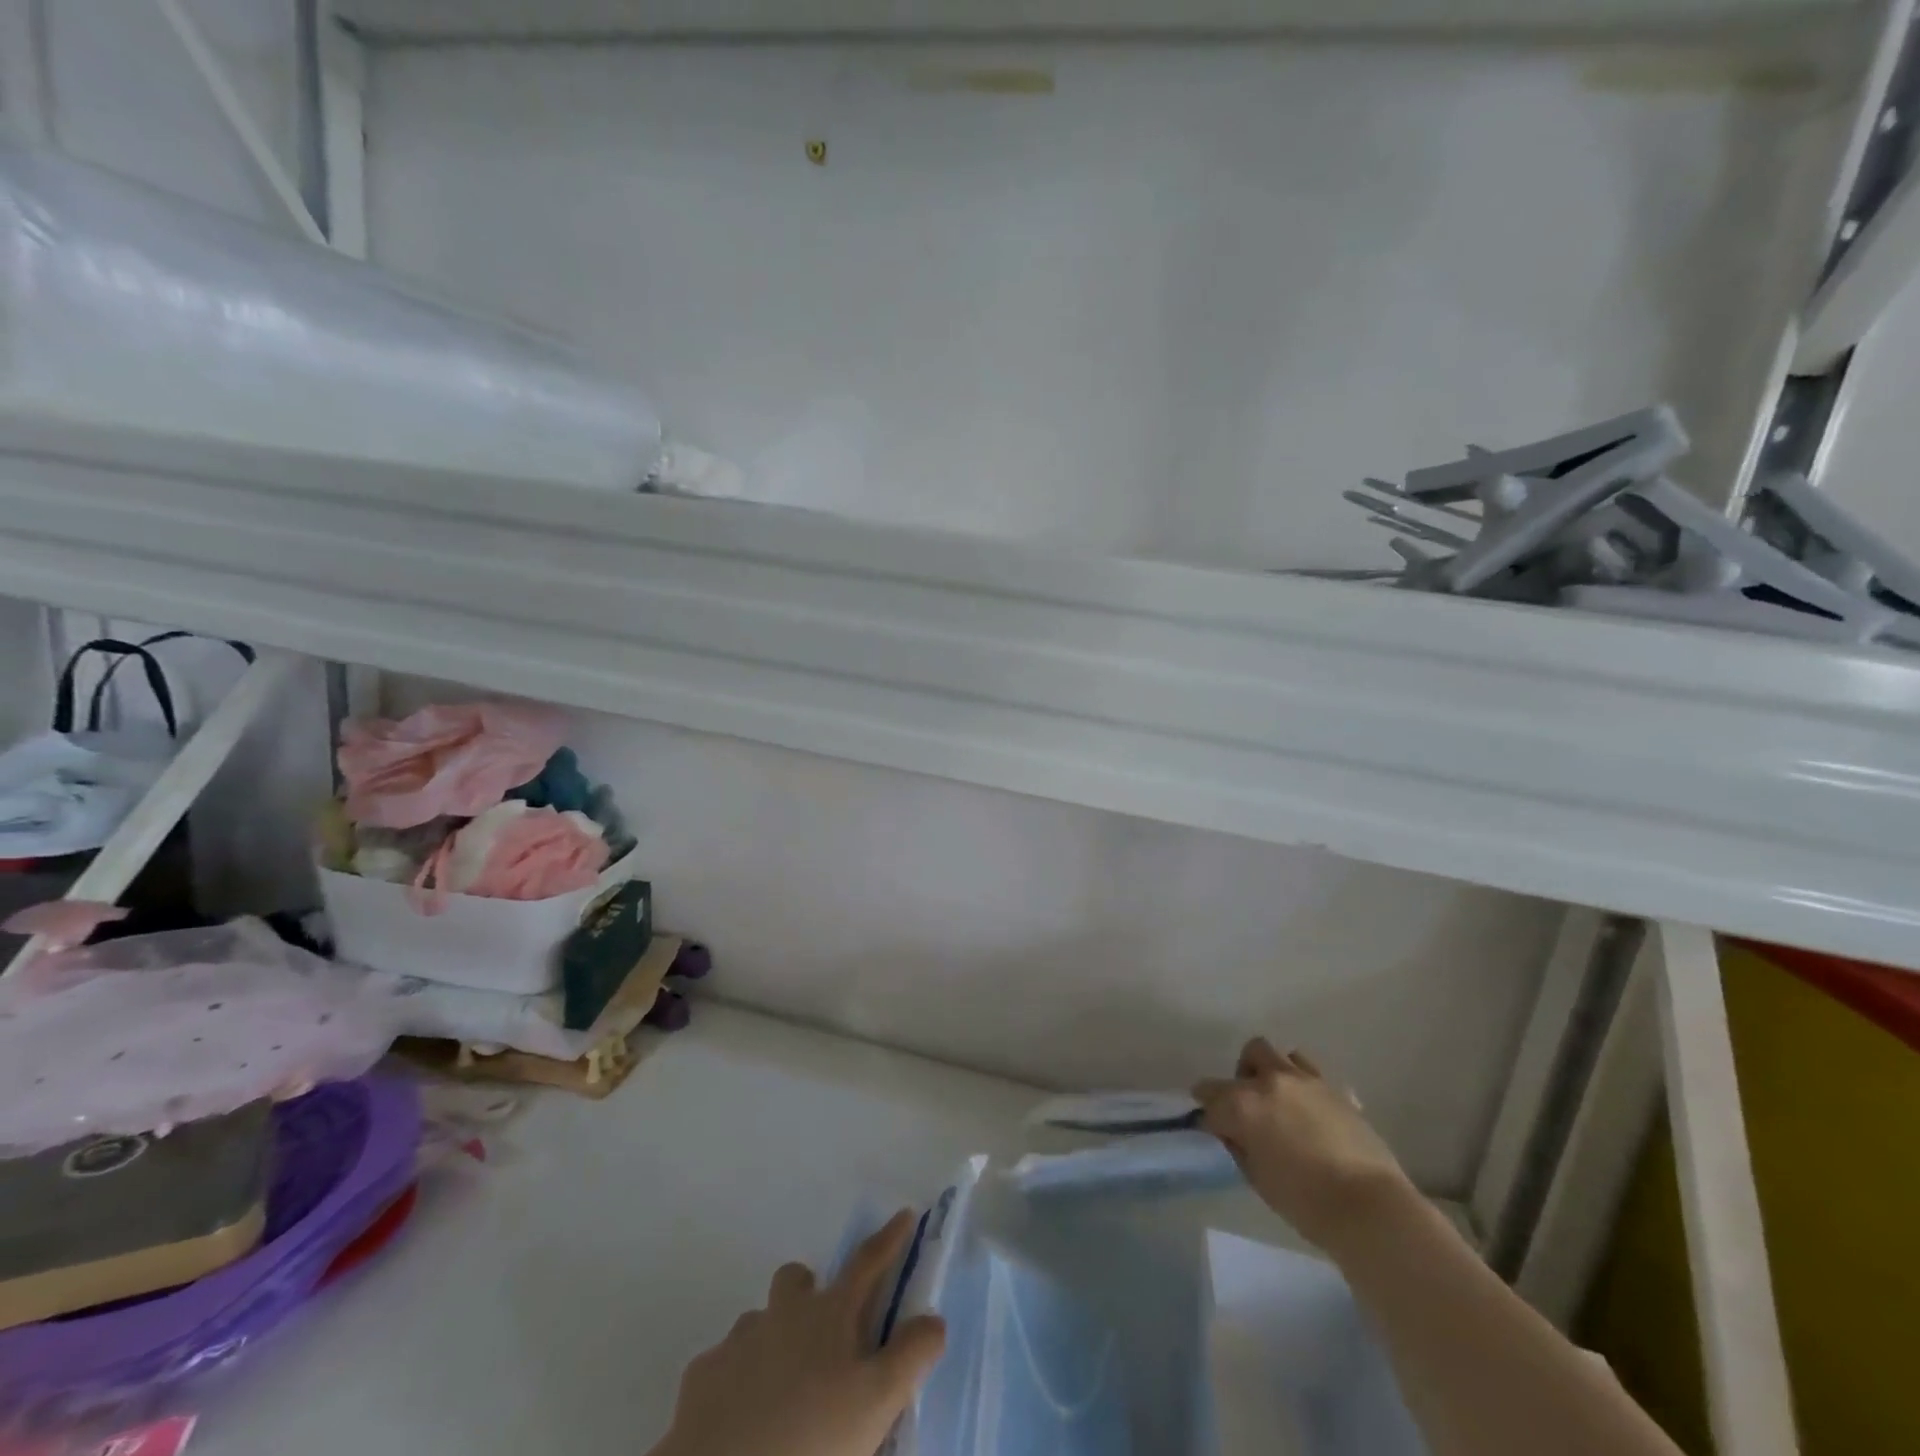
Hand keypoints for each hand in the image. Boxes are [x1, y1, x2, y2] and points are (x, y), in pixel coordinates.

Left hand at [654, 1210, 946, 1455]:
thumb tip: (935, 1318)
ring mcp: (738, 1341)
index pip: (867, 1262)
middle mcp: (783, 1313)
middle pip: (796, 1279)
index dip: (889, 1239)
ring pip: (758, 1322)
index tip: (904, 1214)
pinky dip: (735, 1381)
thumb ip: (909, 1357)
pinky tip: (738, 1418)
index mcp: (829, 1314)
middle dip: (808, 1290)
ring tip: (780, 1390)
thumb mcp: (876, 1404)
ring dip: (771, 1340)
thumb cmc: (812, 1440)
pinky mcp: (701, 1378)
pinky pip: (723, 1365)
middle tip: (821, 1331)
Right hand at [1194, 1037, 1412, 1254]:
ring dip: (1275, 1072)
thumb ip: (1240, 1146)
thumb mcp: (1257, 1179)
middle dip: (1243, 1077)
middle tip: (1248, 1107)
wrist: (1371, 1209)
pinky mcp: (1339, 1091)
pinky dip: (1307, 1087)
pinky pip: (1315, 1076)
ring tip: (1281, 1102)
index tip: (1213, 1128)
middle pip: (1249, 1056)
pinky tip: (1313, 1114)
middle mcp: (1272, 1081)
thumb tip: (1233, 1133)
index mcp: (1244, 1104)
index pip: (1210, 1097)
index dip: (1208, 1113)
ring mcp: (1308, 1081)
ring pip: (1283, 1055)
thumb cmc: (1306, 1202)